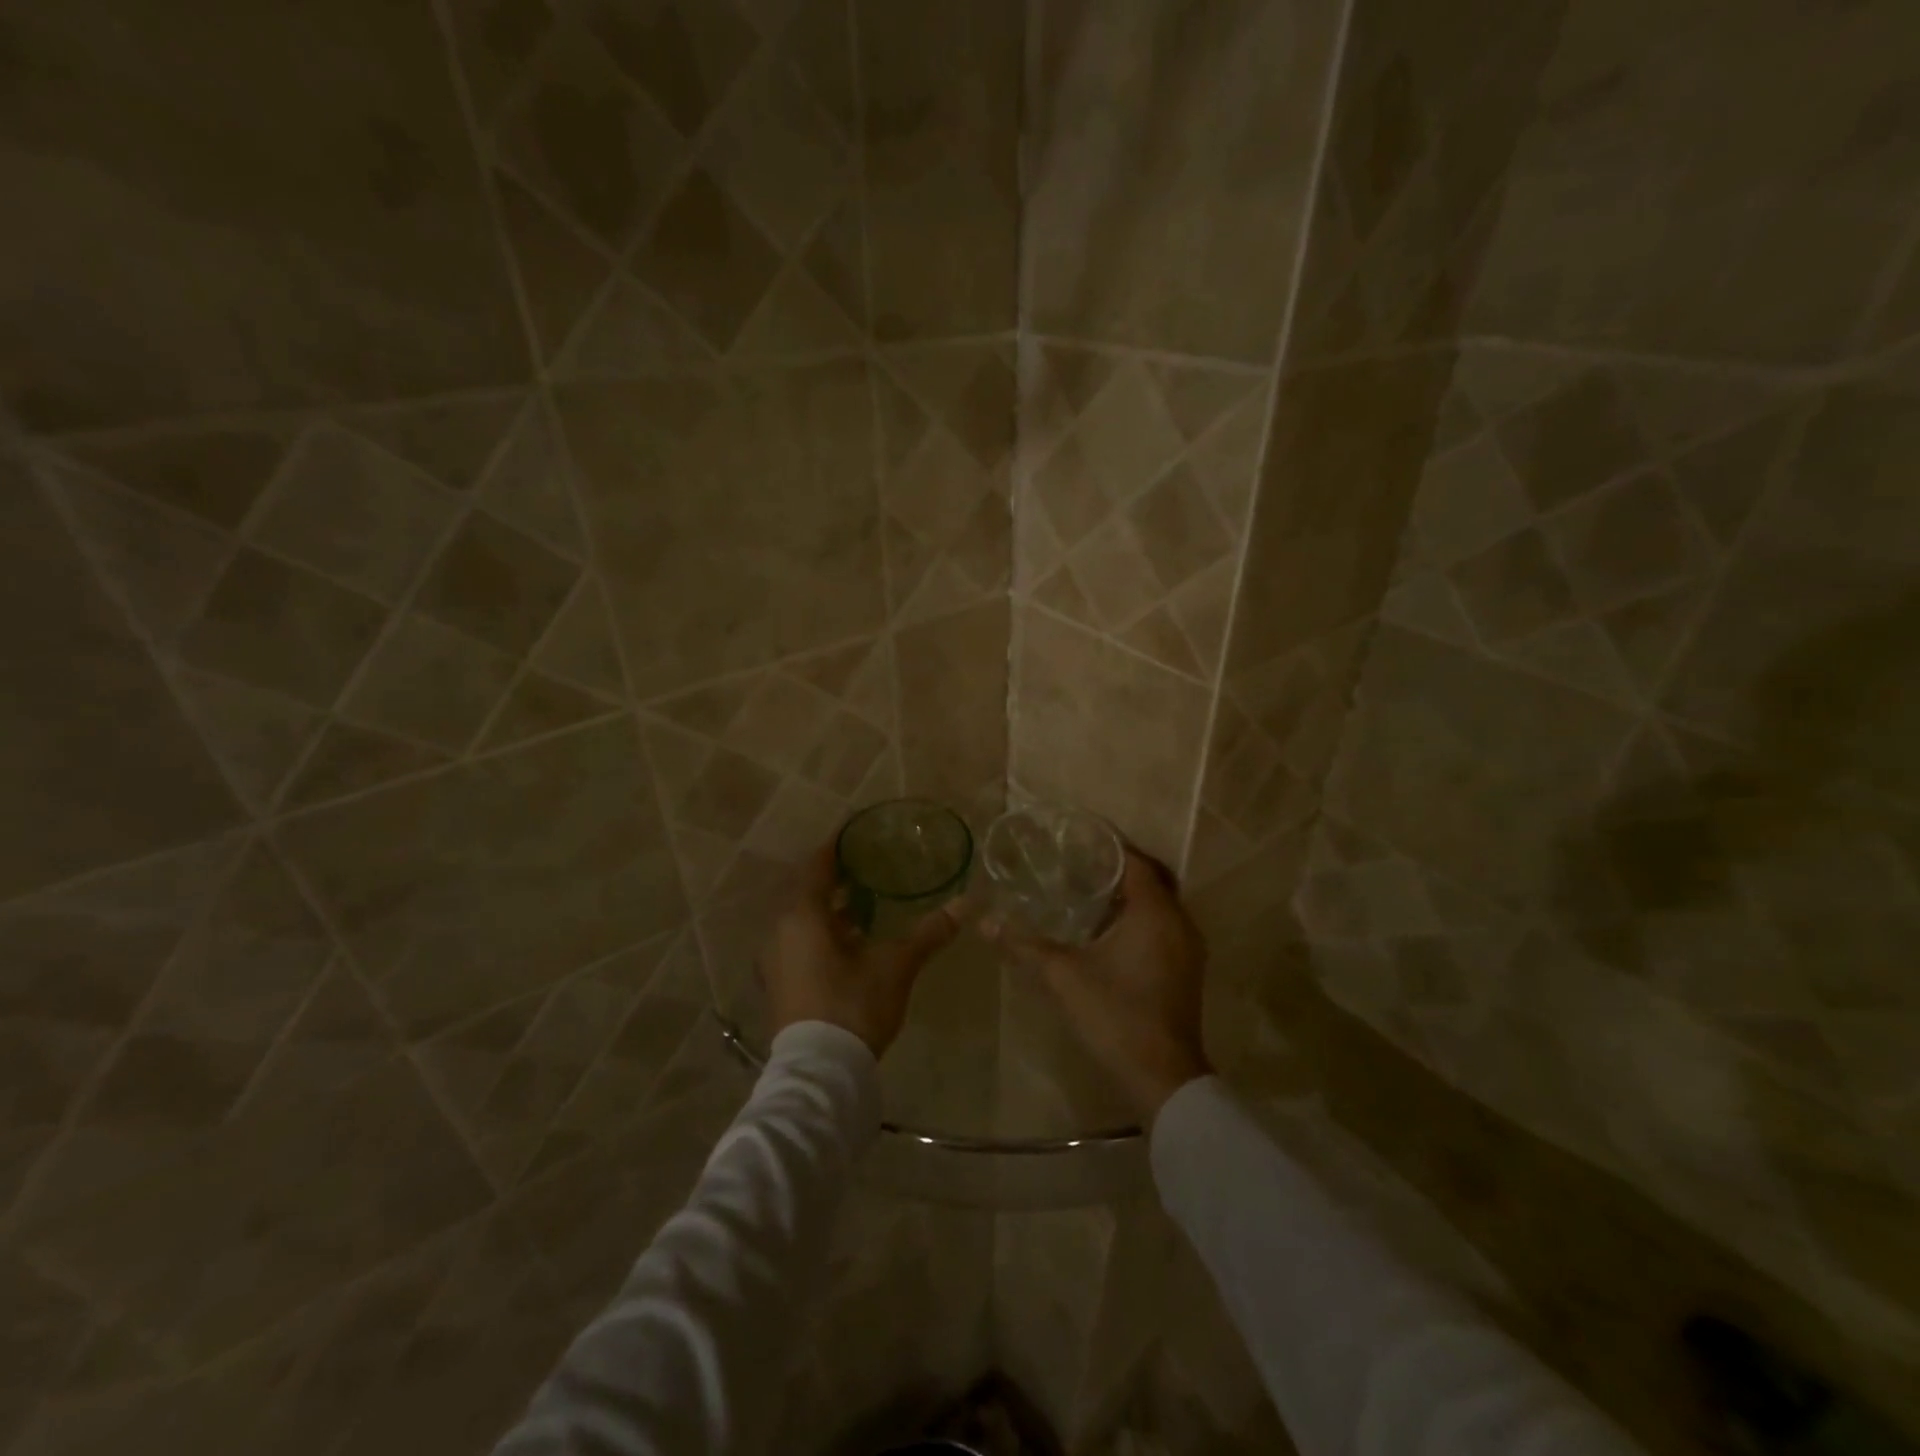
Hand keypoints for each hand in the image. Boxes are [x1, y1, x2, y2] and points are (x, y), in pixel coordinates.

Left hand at [761, 844, 961, 1056]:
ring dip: (829, 906)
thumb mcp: (897, 965)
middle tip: (867, 865)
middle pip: (808, 889)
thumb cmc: (854, 1005)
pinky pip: (798, 939)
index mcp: (803, 914)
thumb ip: (929, 932)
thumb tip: (966, 904)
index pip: (818, 864)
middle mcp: (781, 928)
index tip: (858, 832)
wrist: (819, 1072)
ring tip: (863, 901)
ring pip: (802, 917)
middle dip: (835, 876)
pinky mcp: (779, 980)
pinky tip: (850, 940)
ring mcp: (775, 957)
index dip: (838, 845)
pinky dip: (821, 930)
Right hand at [984, 848, 1211, 1120]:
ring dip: (1129, 896)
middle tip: (1079, 864)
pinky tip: (1106, 933)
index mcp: (1156, 913)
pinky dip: (1139, 919)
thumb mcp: (1063, 976)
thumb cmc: (1115, 1014)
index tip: (1079, 839)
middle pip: (1151, 880)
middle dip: (1118, 869)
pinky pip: (1163, 927)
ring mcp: (1188, 949)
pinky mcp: (1186, 970)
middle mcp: (1180, 922)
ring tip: (1087, 893)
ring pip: (1159, 906)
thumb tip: (985, 923)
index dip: (1109, 847)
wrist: (1162, 1078)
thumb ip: (1025, 945)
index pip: (1136, 862)